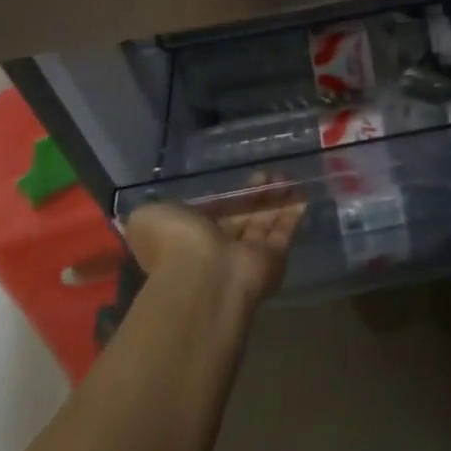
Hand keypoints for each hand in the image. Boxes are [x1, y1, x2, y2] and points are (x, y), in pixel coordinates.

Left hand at [121, 182, 305, 311]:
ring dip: (275, 199)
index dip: (227, 196)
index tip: (241, 178)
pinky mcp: (271, 260)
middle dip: (255, 195)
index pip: (211, 214)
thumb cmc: (174, 243)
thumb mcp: (147, 217)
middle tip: (268, 173)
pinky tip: (302, 193)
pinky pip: (284, 233)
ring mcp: (246, 256)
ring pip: (264, 222)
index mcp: (188, 238)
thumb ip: (154, 210)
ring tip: (285, 176)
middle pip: (241, 217)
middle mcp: (218, 248)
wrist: (204, 276)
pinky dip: (293, 213)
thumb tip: (159, 209)